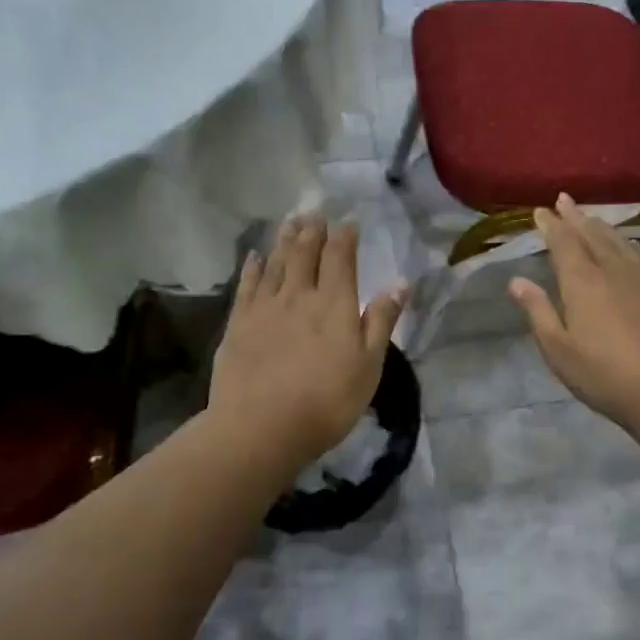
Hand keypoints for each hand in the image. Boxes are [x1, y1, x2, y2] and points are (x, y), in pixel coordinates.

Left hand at [209, 214, 407, 466]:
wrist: (260, 427)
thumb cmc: (326, 402)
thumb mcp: (369, 366)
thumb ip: (381, 321)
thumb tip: (400, 283)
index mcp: (334, 303)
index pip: (340, 258)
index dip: (344, 237)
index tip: (348, 222)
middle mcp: (299, 295)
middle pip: (305, 253)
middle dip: (312, 230)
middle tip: (315, 212)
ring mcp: (265, 307)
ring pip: (276, 262)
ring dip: (285, 239)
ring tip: (290, 221)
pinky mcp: (238, 323)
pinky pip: (247, 284)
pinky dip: (253, 266)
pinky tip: (255, 256)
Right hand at [511, 194, 639, 432]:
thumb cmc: (605, 375)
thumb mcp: (559, 350)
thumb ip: (538, 311)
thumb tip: (517, 281)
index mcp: (582, 282)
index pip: (563, 243)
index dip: (551, 225)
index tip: (541, 211)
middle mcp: (614, 269)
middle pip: (593, 234)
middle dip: (576, 217)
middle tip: (565, 200)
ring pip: (623, 242)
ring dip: (605, 228)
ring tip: (595, 220)